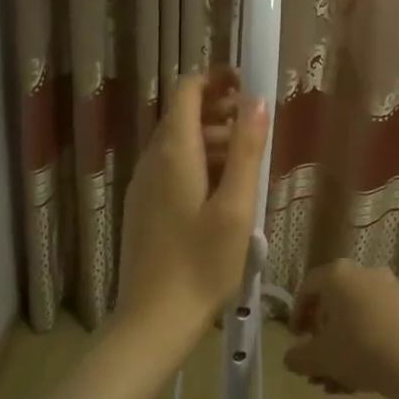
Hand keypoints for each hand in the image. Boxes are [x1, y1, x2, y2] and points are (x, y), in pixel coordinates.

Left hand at [115, 69, 267, 350]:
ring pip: (178, 145)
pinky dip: (198, 165)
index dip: (215, 79)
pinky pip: (171, 169)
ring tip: (247, 164)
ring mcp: (143, 186)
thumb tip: (255, 100)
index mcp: (173, 153)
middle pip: (182, 116)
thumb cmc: (202, 264)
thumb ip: (245, 151)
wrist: (154, 320)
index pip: (186, 91)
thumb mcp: (236, 207)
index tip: (247, 83)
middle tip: (256, 127)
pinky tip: (222, 194)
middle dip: (219, 111)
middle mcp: (151, 161)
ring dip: (211, 140)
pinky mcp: (143, 208)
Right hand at [286, 259, 398, 398]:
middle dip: (325, 336)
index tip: (296, 338)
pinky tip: (370, 377)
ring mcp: (396, 290)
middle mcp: (367, 274)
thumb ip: (298, 357)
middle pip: (337, 303)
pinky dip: (373, 344)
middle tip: (320, 362)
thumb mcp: (320, 358)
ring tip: (342, 381)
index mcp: (338, 275)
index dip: (298, 313)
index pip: (309, 287)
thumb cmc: (361, 350)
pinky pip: (386, 324)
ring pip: (362, 317)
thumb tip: (292, 358)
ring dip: (348, 345)